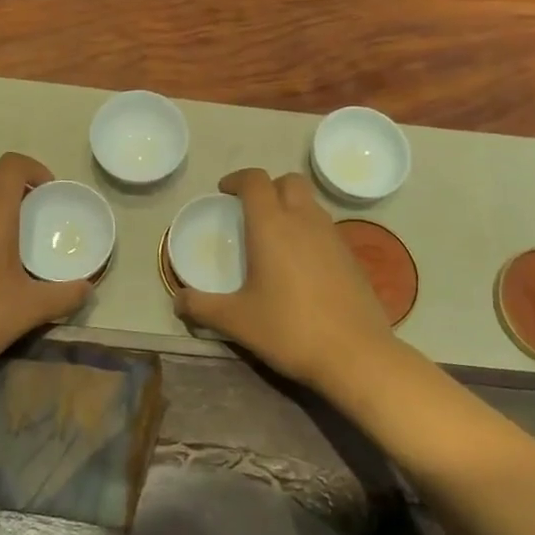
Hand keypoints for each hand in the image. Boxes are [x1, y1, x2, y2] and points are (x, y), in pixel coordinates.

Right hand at [174, 168, 391, 393]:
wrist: (356, 355)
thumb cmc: (290, 329)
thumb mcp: (236, 320)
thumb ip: (202, 307)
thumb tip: (177, 301)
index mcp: (272, 225)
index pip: (255, 180)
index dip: (237, 179)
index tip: (224, 192)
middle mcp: (304, 220)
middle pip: (288, 181)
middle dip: (268, 187)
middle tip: (251, 211)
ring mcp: (333, 236)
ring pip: (310, 203)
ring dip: (291, 207)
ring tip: (275, 237)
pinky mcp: (352, 257)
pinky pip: (326, 227)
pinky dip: (309, 231)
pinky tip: (301, 264)